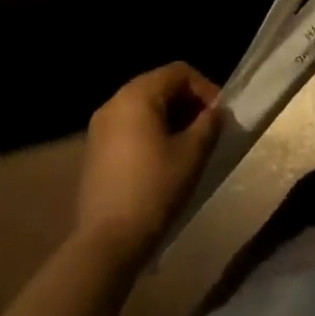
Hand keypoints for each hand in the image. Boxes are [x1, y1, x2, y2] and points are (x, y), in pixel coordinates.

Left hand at [77, 62, 221, 263]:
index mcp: (137, 95)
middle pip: (160, 85)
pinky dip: (150, 131)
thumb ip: (209, 123)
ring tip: (189, 143)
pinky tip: (163, 158)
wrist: (106, 243)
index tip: (219, 115)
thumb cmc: (154, 190)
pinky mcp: (95, 149)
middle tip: (207, 128)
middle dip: (188, 102)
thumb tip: (216, 111)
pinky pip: (129, 125)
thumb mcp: (192, 154)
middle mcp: (114, 101)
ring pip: (144, 106)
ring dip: (171, 117)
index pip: (179, 72)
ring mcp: (100, 126)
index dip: (205, 88)